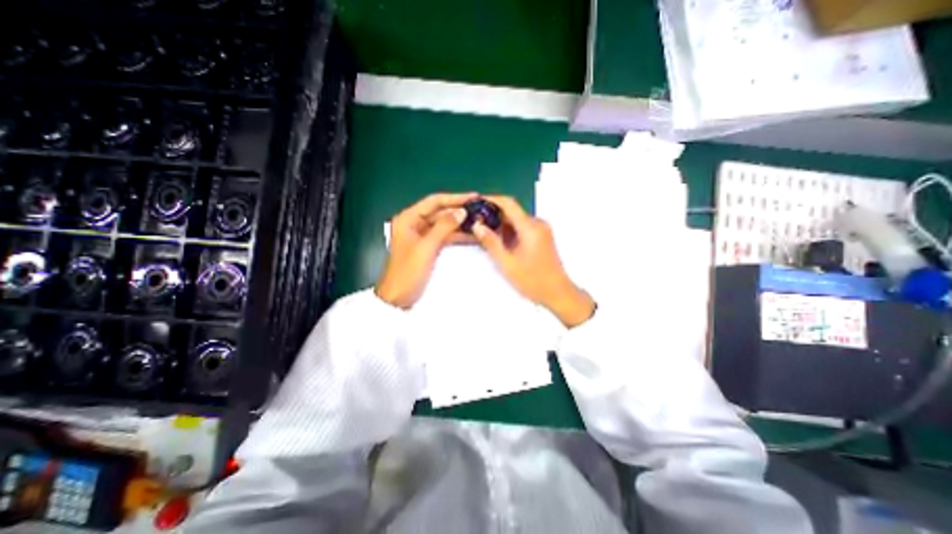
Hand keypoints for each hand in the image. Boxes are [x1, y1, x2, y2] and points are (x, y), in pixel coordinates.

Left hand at [374, 192, 472, 308]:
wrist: (398, 298)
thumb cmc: (408, 271)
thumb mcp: (426, 247)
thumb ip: (444, 227)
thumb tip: (462, 211)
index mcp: (408, 218)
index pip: (434, 202)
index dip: (455, 198)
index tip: (474, 197)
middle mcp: (414, 223)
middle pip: (440, 212)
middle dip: (459, 211)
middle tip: (480, 210)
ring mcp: (422, 236)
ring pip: (444, 224)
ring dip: (460, 223)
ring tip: (480, 221)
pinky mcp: (428, 247)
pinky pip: (444, 236)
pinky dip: (457, 235)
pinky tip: (472, 235)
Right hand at [470, 196, 592, 328]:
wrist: (558, 293)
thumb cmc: (533, 280)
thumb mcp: (507, 263)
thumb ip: (491, 242)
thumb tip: (477, 226)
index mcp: (530, 227)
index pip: (509, 203)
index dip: (491, 200)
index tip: (476, 203)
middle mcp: (538, 224)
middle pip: (512, 212)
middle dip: (494, 215)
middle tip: (476, 223)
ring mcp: (542, 230)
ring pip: (517, 221)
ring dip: (501, 225)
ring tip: (484, 234)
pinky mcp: (543, 237)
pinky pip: (523, 228)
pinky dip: (510, 232)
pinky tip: (500, 243)